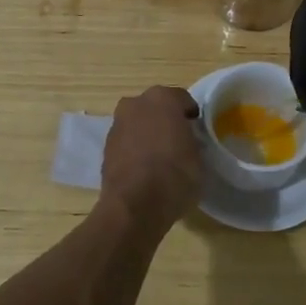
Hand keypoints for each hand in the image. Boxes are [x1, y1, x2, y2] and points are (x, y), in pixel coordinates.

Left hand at [99, 86, 201, 233]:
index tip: (197, 132)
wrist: (134, 206)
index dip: (192, 116)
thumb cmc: (175, 175)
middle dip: (166, 120)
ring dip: (148, 133)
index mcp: (162, 98)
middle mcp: (136, 104)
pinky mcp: (106, 147)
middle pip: (157, 107)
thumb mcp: (199, 158)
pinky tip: (145, 169)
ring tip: (161, 158)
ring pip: (139, 123)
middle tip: (179, 141)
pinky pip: (127, 141)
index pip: (183, 100)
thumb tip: (187, 141)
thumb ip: (192, 140)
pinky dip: (135, 149)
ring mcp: (117, 124)